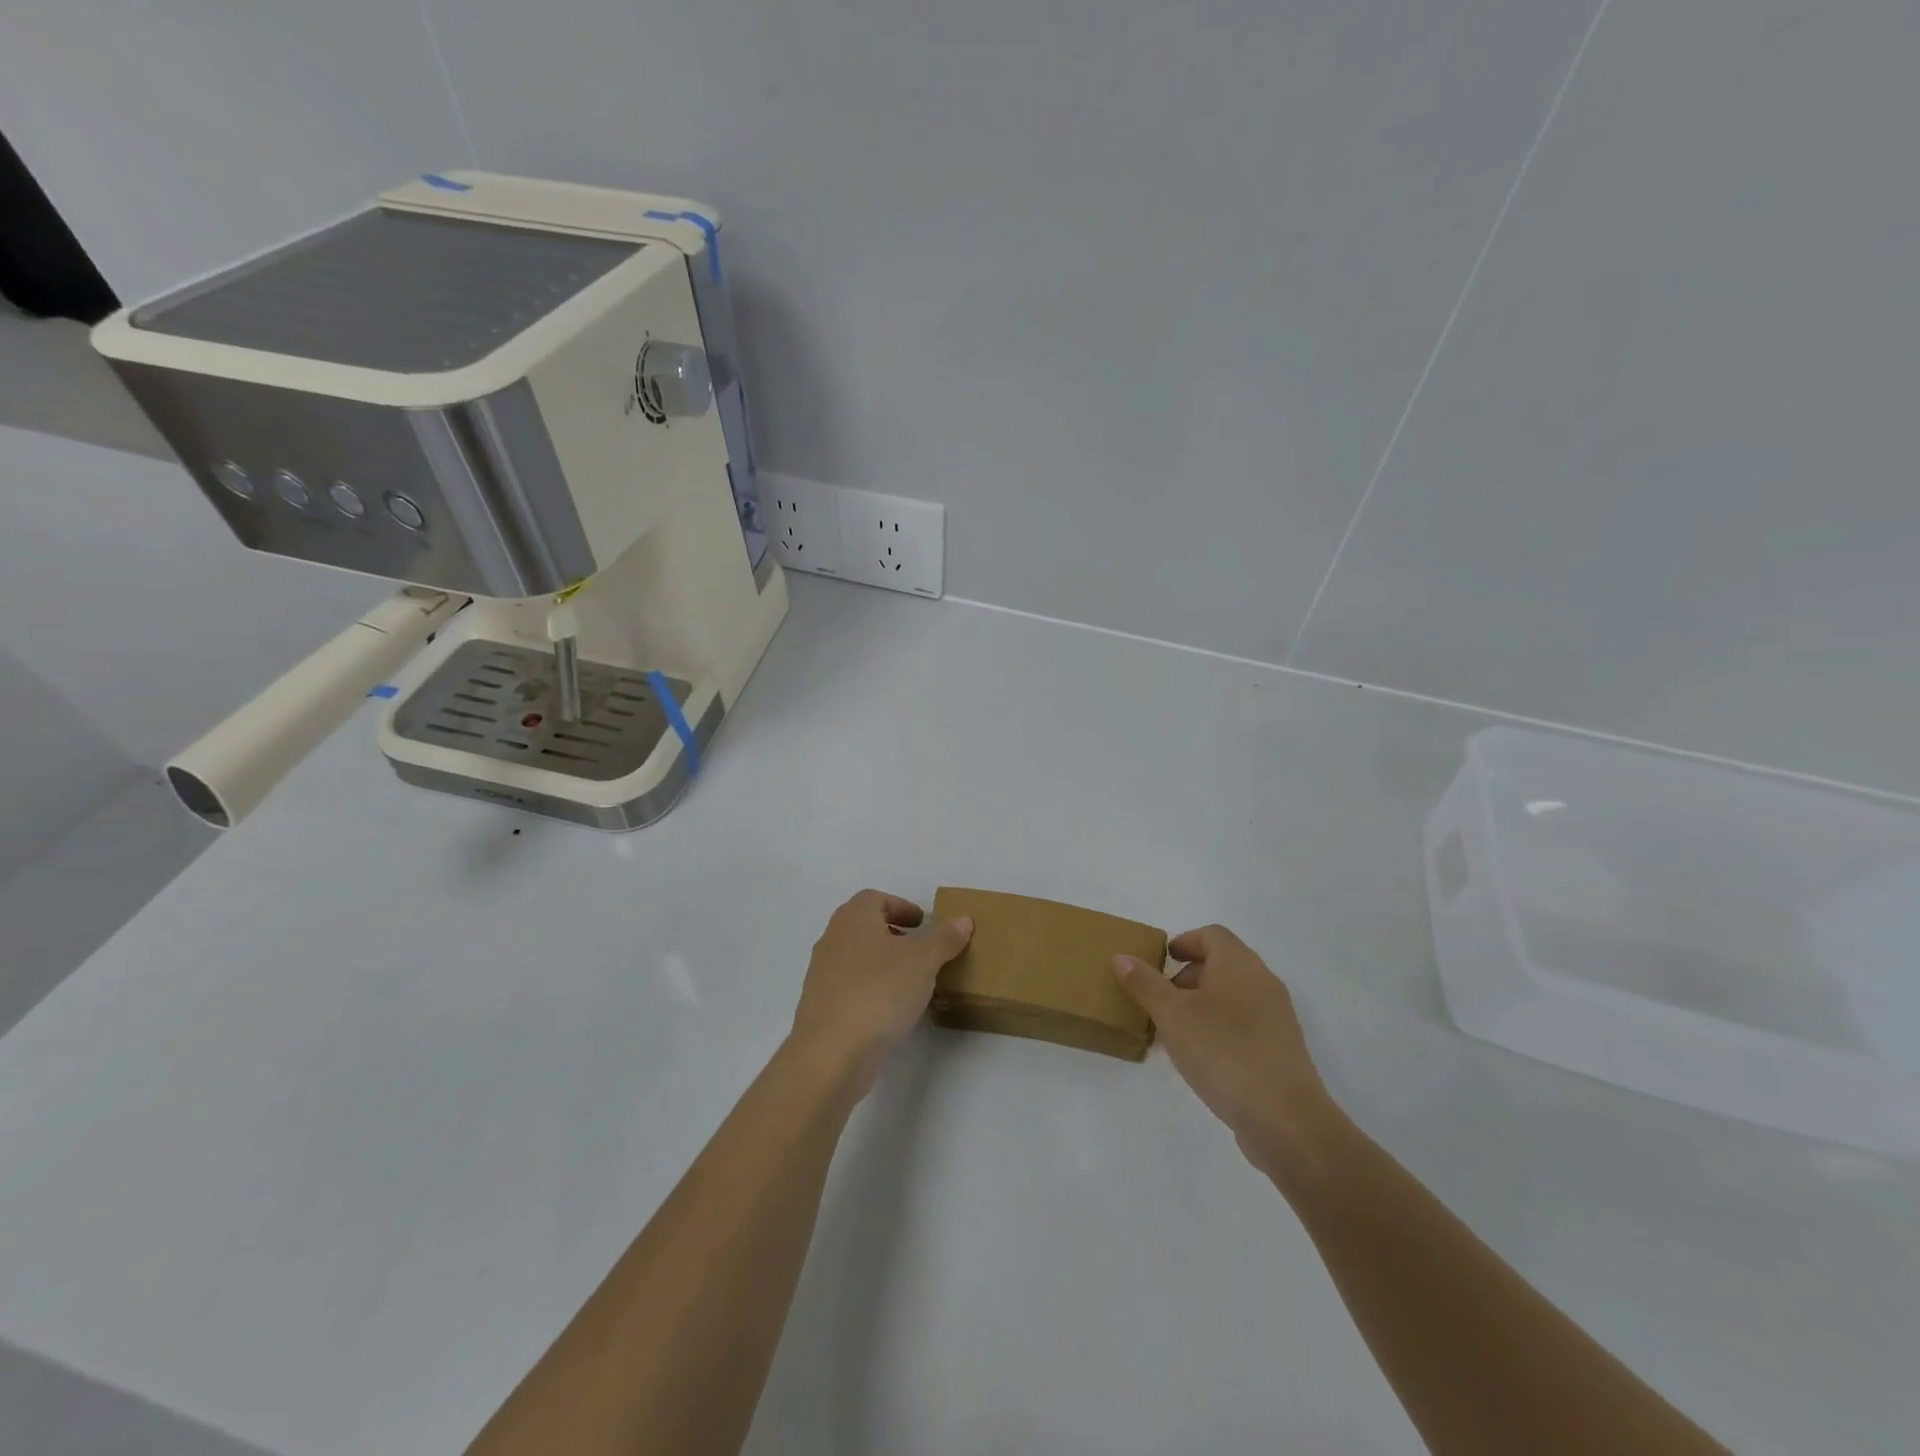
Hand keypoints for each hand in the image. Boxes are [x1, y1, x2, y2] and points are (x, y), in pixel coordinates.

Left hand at [789, 890, 973, 1099]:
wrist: (831, 1052)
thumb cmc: (879, 991)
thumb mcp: (923, 961)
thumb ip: (944, 939)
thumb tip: (963, 920)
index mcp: (853, 919)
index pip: (875, 898)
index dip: (900, 906)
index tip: (923, 923)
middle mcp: (833, 939)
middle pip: (864, 926)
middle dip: (893, 934)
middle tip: (920, 948)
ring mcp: (822, 974)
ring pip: (856, 957)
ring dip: (882, 963)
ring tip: (912, 981)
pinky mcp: (821, 1007)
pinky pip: (851, 986)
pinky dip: (871, 988)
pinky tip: (891, 1009)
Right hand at [1114, 925, 1336, 1181]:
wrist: (1285, 1118)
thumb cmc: (1222, 1051)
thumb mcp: (1172, 1015)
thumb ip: (1145, 984)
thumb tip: (1122, 957)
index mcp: (1238, 964)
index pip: (1211, 935)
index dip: (1184, 941)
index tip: (1162, 960)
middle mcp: (1262, 981)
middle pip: (1224, 963)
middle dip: (1190, 974)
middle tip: (1162, 997)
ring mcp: (1277, 1016)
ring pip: (1234, 995)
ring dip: (1204, 1003)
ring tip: (1176, 1030)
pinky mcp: (1282, 1049)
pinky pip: (1246, 1023)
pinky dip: (1221, 1027)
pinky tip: (1203, 1056)